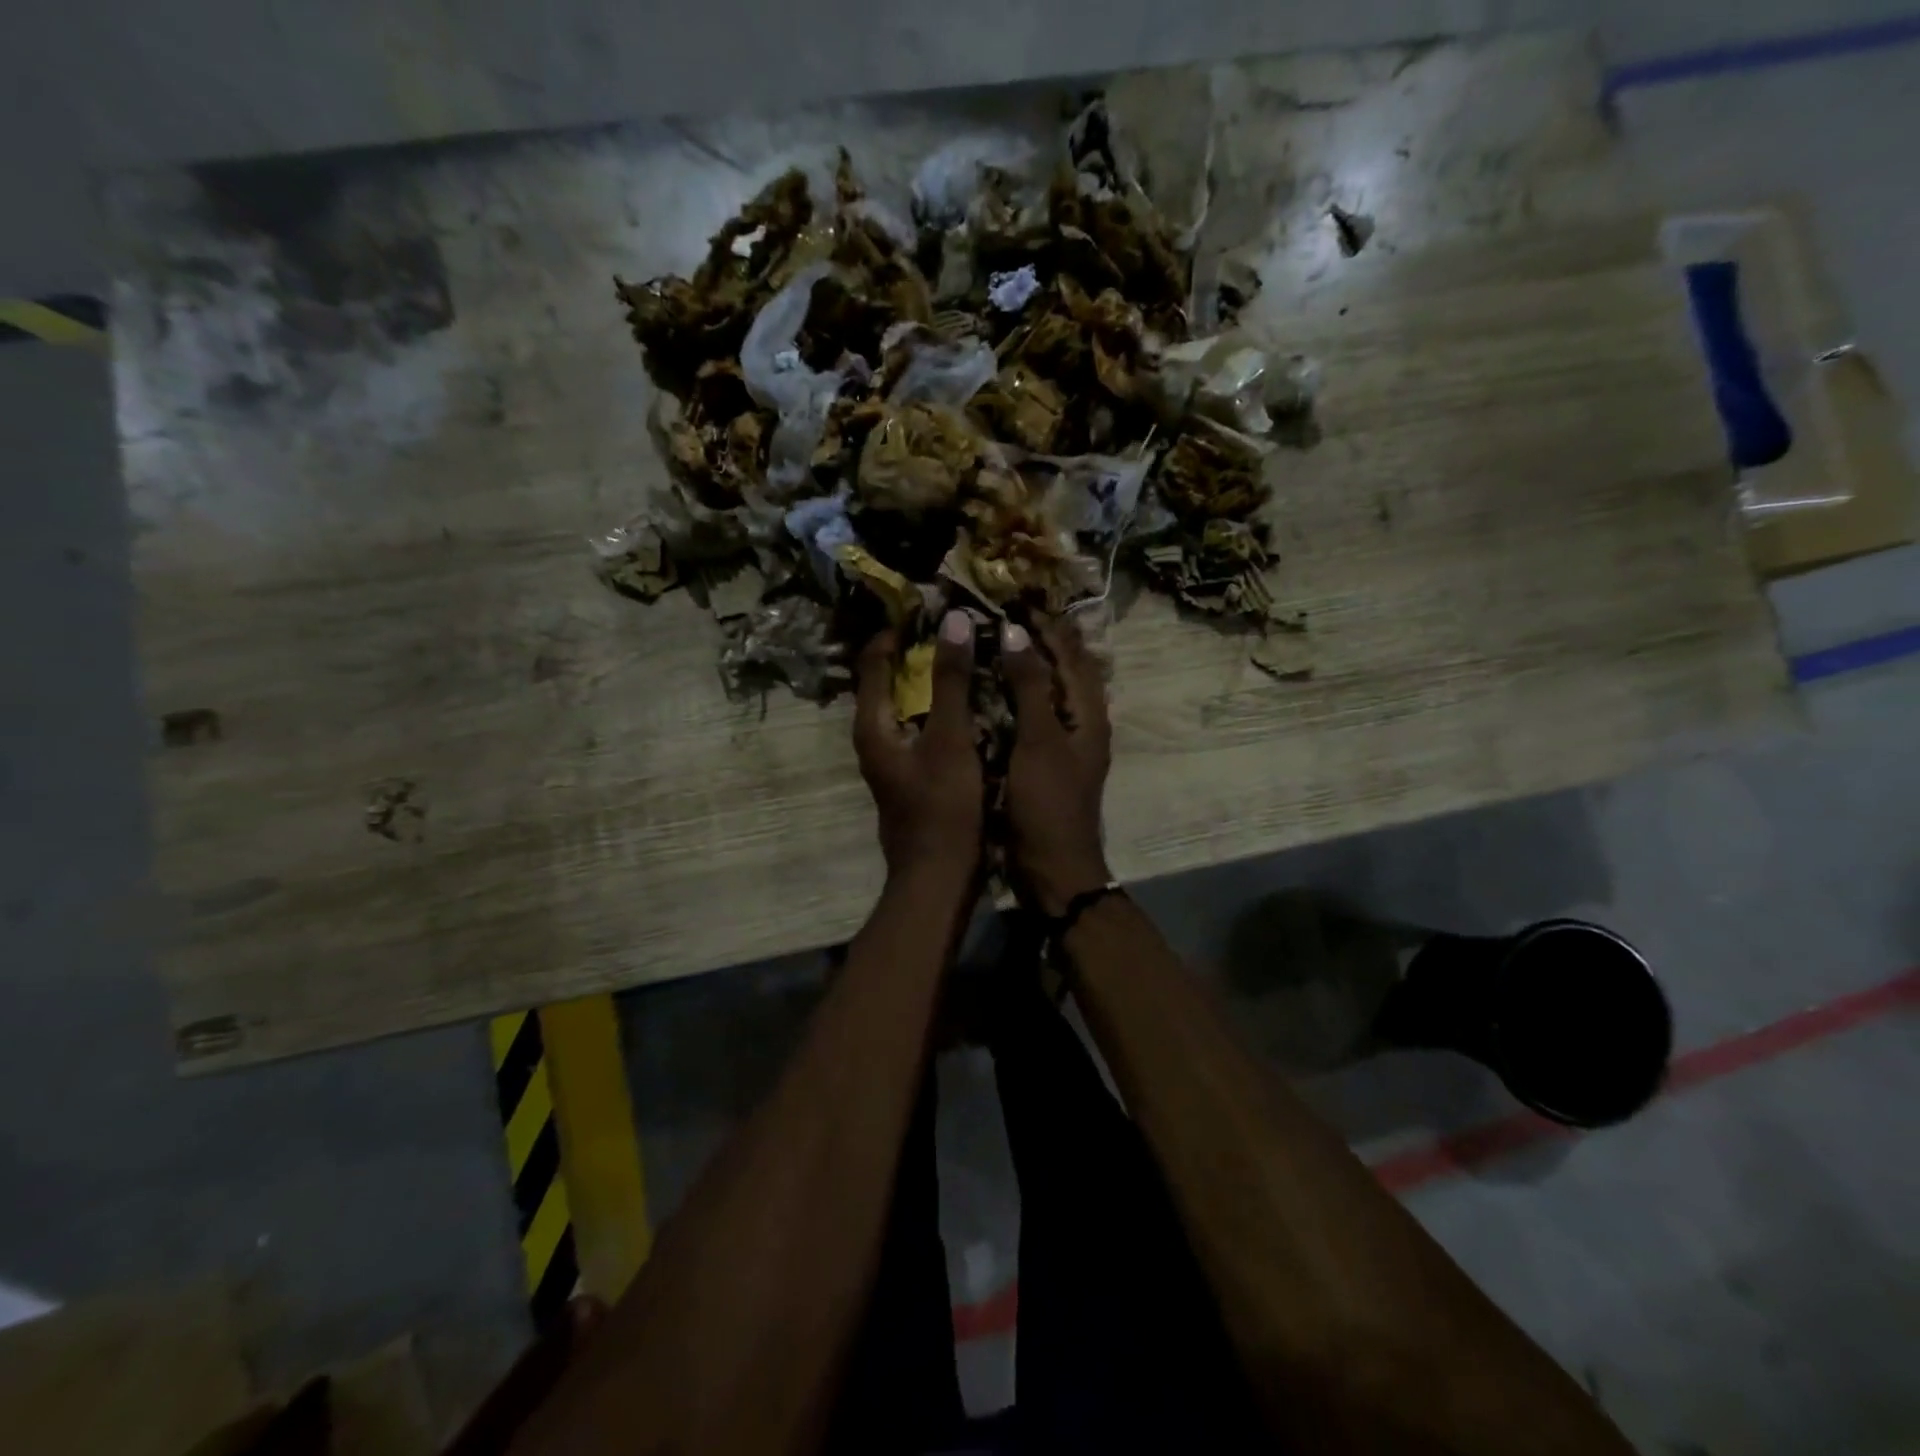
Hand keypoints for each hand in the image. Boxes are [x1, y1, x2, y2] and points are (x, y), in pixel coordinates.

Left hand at [854, 611, 983, 882]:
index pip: (874, 660)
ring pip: (906, 703)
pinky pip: (921, 725)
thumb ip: (951, 680)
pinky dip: (939, 706)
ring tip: (966, 655)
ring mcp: (891, 757)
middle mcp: (873, 737)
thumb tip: (952, 620)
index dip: (897, 630)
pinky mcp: (910, 772)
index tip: (930, 607)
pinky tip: (970, 701)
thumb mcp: (950, 739)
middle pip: (888, 679)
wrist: (939, 876)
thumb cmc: (943, 806)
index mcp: (872, 724)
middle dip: (917, 651)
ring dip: (931, 679)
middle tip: (955, 627)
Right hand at [1000, 616, 1112, 915]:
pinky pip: (1033, 715)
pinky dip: (1019, 695)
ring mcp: (1064, 744)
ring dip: (1031, 664)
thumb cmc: (1047, 803)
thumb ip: (1030, 686)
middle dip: (1043, 640)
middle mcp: (1082, 724)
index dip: (1049, 626)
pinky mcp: (1044, 761)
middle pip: (1066, 670)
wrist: (1052, 868)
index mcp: (1088, 715)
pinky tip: (996, 689)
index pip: (1072, 656)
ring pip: (1050, 692)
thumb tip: (1015, 633)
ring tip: (1002, 640)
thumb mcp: (1039, 740)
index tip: (1019, 599)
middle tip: (1009, 613)